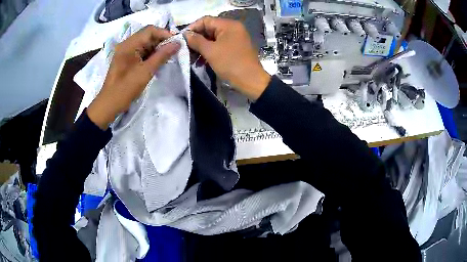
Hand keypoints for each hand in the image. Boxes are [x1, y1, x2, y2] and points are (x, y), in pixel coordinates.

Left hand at [87, 25, 180, 129]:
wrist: (108, 104)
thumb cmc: (125, 88)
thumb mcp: (146, 71)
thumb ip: (162, 55)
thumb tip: (177, 43)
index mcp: (129, 44)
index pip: (150, 30)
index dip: (165, 34)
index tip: (176, 43)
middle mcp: (127, 44)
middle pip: (147, 35)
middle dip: (161, 41)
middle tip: (173, 51)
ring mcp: (125, 52)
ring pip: (145, 44)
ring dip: (156, 48)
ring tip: (167, 57)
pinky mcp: (126, 59)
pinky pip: (140, 51)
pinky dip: (150, 54)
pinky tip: (157, 62)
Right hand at [185, 16, 270, 99]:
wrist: (251, 81)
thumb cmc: (230, 63)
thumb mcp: (210, 51)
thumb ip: (196, 40)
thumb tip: (185, 34)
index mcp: (228, 25)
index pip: (205, 20)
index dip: (192, 28)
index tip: (182, 39)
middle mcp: (232, 28)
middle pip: (208, 29)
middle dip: (196, 40)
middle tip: (185, 50)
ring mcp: (234, 38)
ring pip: (212, 39)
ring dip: (201, 47)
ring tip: (191, 58)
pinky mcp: (234, 48)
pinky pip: (218, 46)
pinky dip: (209, 52)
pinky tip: (200, 62)